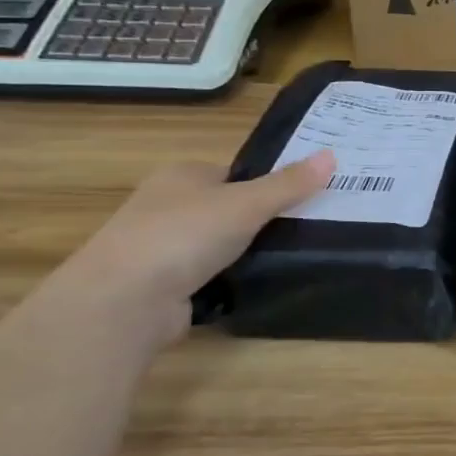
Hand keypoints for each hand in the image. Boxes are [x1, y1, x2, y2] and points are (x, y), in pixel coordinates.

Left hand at [56, 153, 335, 344]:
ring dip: (245, 251)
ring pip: (218, 243)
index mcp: (182, 175)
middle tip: (307, 227)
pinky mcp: (163, 285)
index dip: (270, 183)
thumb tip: (332, 155)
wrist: (124, 301)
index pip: (235, 173)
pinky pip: (207, 274)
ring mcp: (161, 247)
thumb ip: (289, 184)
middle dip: (261, 219)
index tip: (307, 197)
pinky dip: (228, 279)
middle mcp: (166, 205)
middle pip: (228, 207)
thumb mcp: (247, 203)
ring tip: (292, 256)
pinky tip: (255, 285)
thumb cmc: (184, 235)